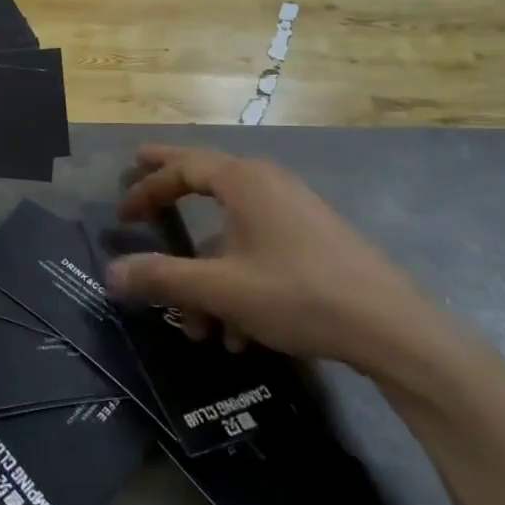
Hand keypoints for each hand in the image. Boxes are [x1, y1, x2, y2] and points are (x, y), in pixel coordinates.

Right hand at [103, 146, 434, 372]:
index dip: (146, 186)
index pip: (182, 167)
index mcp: (244, 180)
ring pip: (232, 232)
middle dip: (170, 188)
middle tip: (138, 179)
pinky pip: (258, 250)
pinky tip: (240, 336)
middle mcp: (267, 184)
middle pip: (206, 179)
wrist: (392, 329)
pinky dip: (238, 282)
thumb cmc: (298, 293)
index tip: (121, 211)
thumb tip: (111, 272)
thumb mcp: (222, 289)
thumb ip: (164, 278)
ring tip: (198, 328)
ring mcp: (294, 211)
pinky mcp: (313, 240)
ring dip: (207, 275)